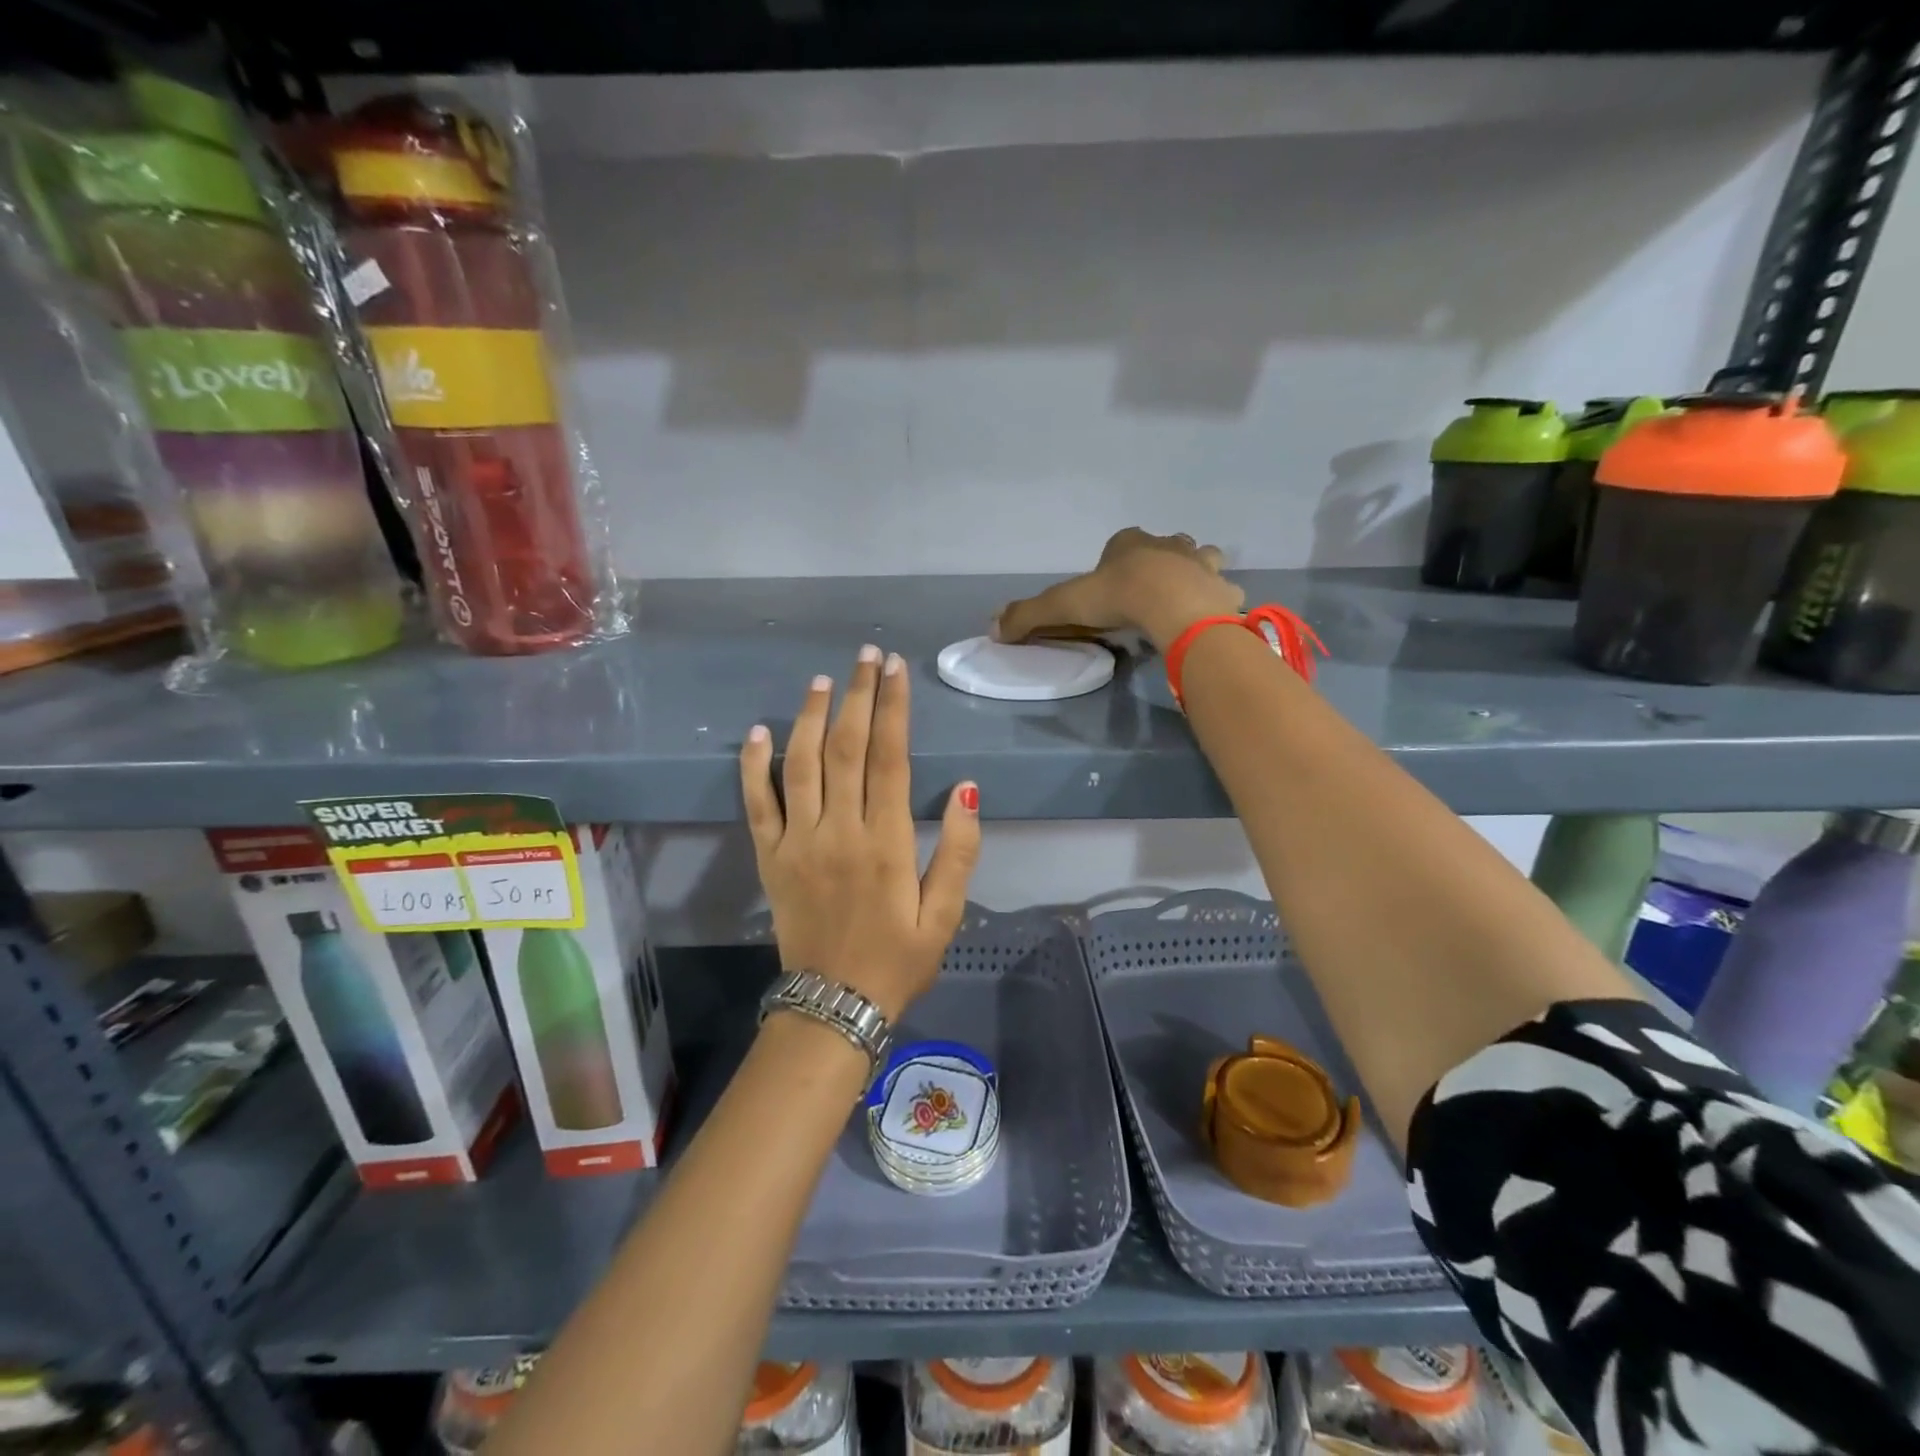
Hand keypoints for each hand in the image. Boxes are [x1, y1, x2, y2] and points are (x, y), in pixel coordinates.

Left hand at [740, 646, 981, 1021]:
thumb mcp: (946, 915)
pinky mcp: (769, 858)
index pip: (889, 758)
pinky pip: (757, 804)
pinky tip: (759, 732)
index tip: (897, 669)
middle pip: (846, 748)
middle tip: (865, 656)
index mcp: (885, 843)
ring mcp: (798, 842)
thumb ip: (959, 851)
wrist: (834, 1006)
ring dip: (811, 718)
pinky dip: (754, 766)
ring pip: (801, 765)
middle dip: (857, 696)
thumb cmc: (898, 959)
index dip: (893, 709)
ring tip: (822, 680)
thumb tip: (969, 790)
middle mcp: (839, 831)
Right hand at [993, 528, 1243, 650]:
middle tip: (1152, 589)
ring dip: (1197, 573)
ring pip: (1203, 560)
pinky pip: (1225, 592)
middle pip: (1167, 546)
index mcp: (1130, 542)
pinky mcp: (1222, 589)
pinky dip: (1220, 602)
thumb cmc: (1117, 597)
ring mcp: (1201, 564)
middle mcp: (1169, 544)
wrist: (1172, 606)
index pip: (1122, 542)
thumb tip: (993, 628)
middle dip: (1162, 561)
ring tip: (1186, 598)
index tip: (1112, 586)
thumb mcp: (1063, 605)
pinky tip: (1211, 618)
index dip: (1116, 560)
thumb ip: (1029, 615)